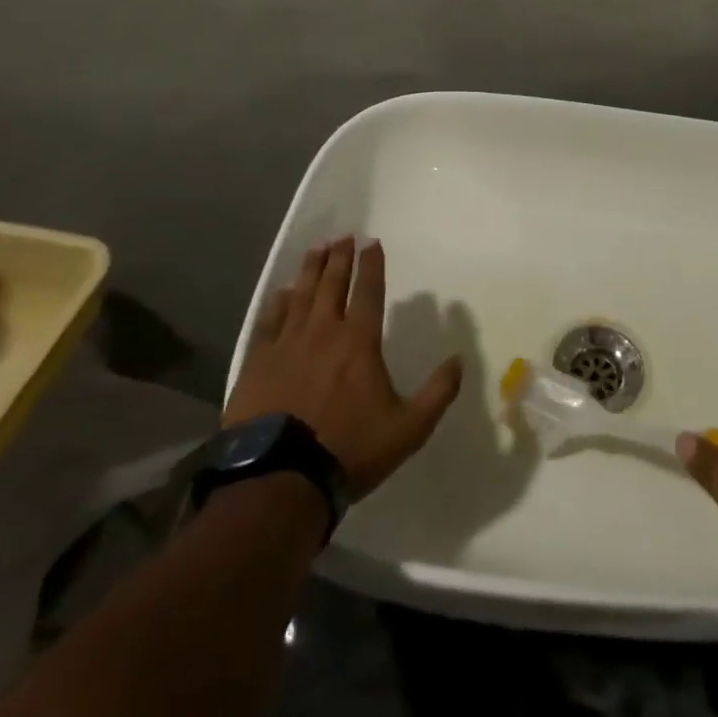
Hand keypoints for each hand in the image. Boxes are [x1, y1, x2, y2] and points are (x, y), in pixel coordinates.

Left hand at [225, 236, 462, 498]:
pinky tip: (282, 292)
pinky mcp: (258, 364)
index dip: (372, 265)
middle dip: (340, 258)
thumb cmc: (349, 449)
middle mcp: (324, 332)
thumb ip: (438, 392)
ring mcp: (287, 345)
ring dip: (311, 270)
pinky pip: (269, 322)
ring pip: (301, 295)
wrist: (280, 480)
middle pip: (333, 284)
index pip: (369, 291)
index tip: (372, 242)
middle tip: (343, 236)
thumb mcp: (409, 428)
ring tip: (317, 248)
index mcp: (360, 341)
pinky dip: (278, 303)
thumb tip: (459, 360)